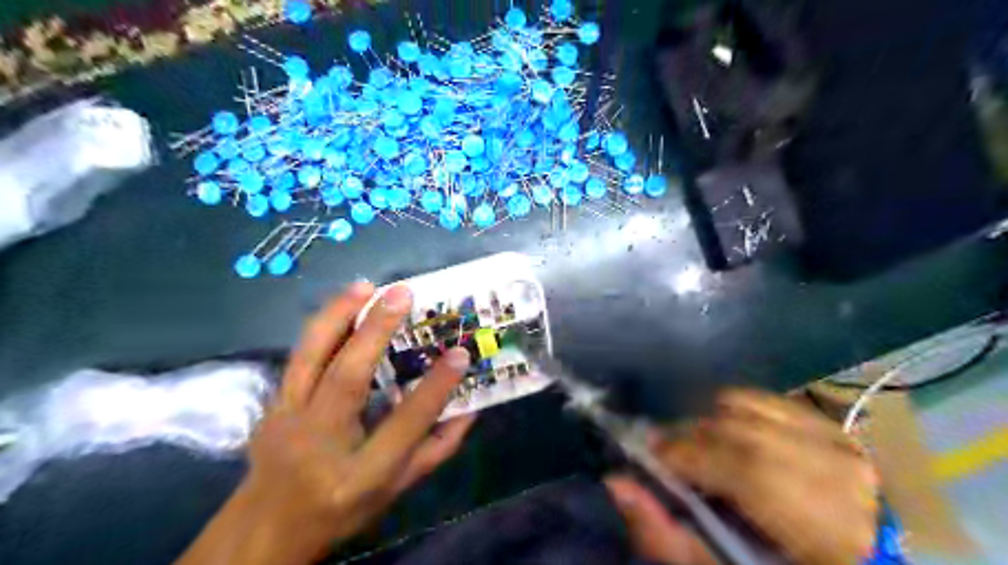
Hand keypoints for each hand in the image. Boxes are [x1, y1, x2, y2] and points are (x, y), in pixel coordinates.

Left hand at [178, 283, 476, 564]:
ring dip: (338, 315)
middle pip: (347, 380)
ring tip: (365, 286)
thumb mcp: (398, 489)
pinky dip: (322, 326)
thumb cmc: (343, 507)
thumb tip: (472, 406)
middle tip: (403, 294)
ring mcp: (286, 422)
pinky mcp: (271, 405)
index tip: (460, 353)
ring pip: (310, 359)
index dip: (435, 388)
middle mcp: (319, 444)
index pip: (404, 425)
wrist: (266, 527)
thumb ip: (437, 449)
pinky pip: (299, 357)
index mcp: (360, 476)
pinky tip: (342, 306)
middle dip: (376, 332)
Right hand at [606, 387, 884, 564]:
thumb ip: (665, 536)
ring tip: (691, 448)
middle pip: (743, 432)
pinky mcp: (829, 425)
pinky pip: (761, 399)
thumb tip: (615, 482)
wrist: (844, 559)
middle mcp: (844, 475)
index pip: (751, 472)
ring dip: (704, 423)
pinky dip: (726, 411)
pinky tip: (719, 435)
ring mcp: (841, 442)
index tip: (650, 457)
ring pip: (747, 407)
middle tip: (662, 453)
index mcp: (830, 531)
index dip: (690, 456)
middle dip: (688, 437)